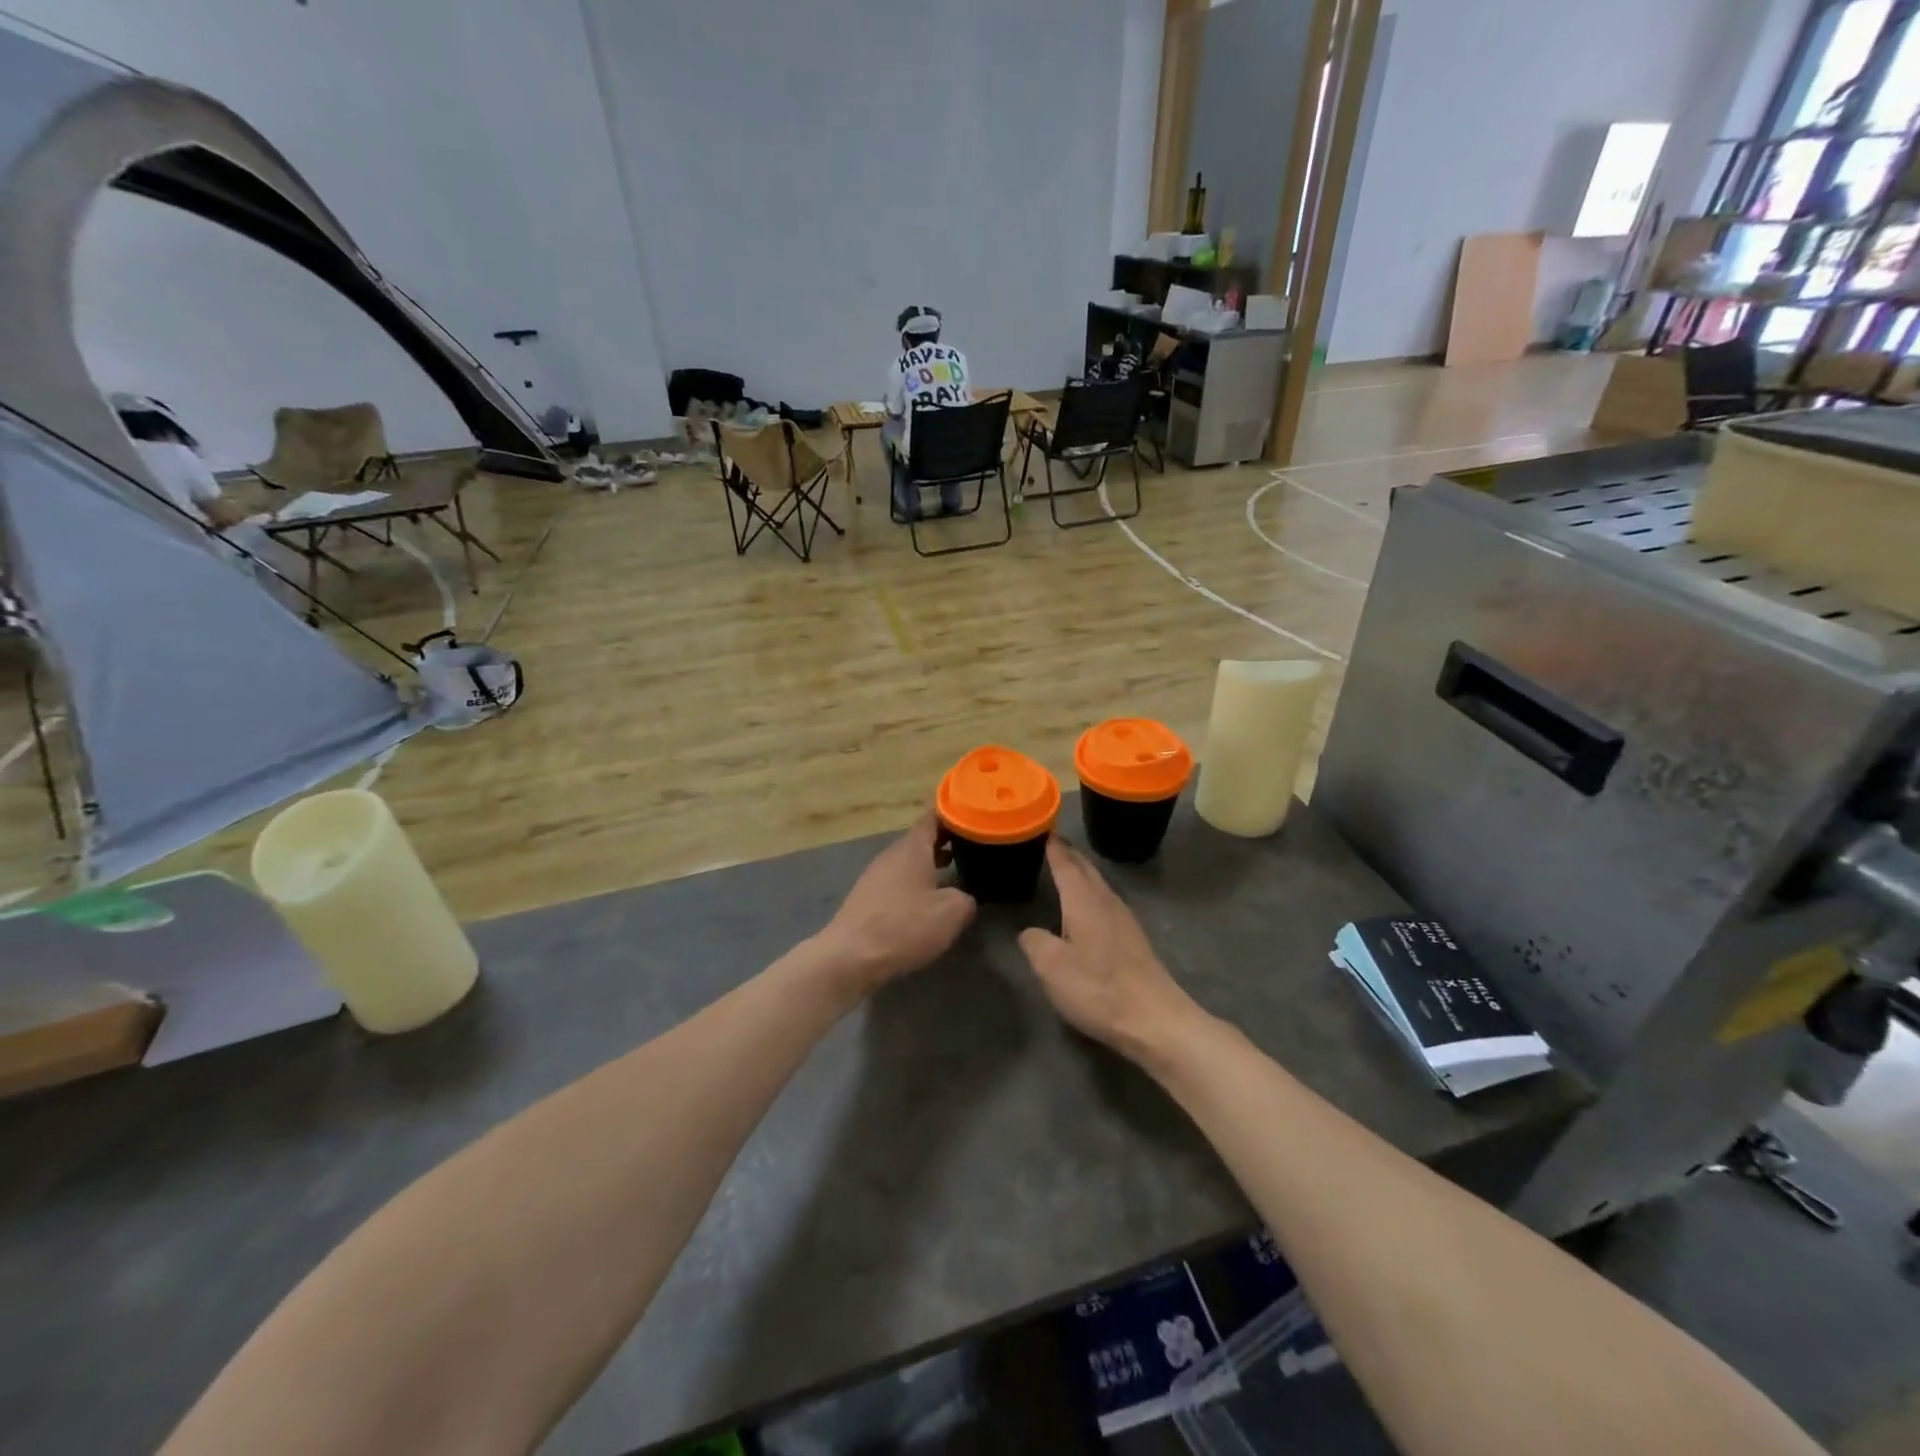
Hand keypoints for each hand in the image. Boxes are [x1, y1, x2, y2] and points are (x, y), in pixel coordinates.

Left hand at [817, 811, 975, 993]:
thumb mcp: (951, 913)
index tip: (972, 812)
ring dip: (930, 863)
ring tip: (955, 871)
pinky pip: (897, 881)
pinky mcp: (866, 898)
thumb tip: (964, 896)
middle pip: (920, 839)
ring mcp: (875, 876)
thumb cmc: (904, 927)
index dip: (952, 812)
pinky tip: (926, 901)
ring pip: (908, 861)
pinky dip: (915, 883)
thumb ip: (966, 898)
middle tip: (972, 845)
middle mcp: (891, 855)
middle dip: (945, 840)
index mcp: (912, 848)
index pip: (932, 816)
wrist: (849, 957)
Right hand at [1018, 839, 1205, 1061]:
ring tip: (1064, 868)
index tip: (1042, 828)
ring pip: (1098, 885)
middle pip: (1086, 869)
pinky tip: (1085, 907)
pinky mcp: (1133, 940)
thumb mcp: (1051, 967)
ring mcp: (1124, 920)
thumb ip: (1034, 942)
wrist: (1154, 1020)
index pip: (1065, 863)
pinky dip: (1090, 894)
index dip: (1053, 847)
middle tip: (1051, 842)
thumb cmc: (1098, 988)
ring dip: (1081, 873)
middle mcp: (1106, 902)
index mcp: (1084, 900)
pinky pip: (1105, 902)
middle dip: (1069, 854)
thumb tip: (1030, 932)